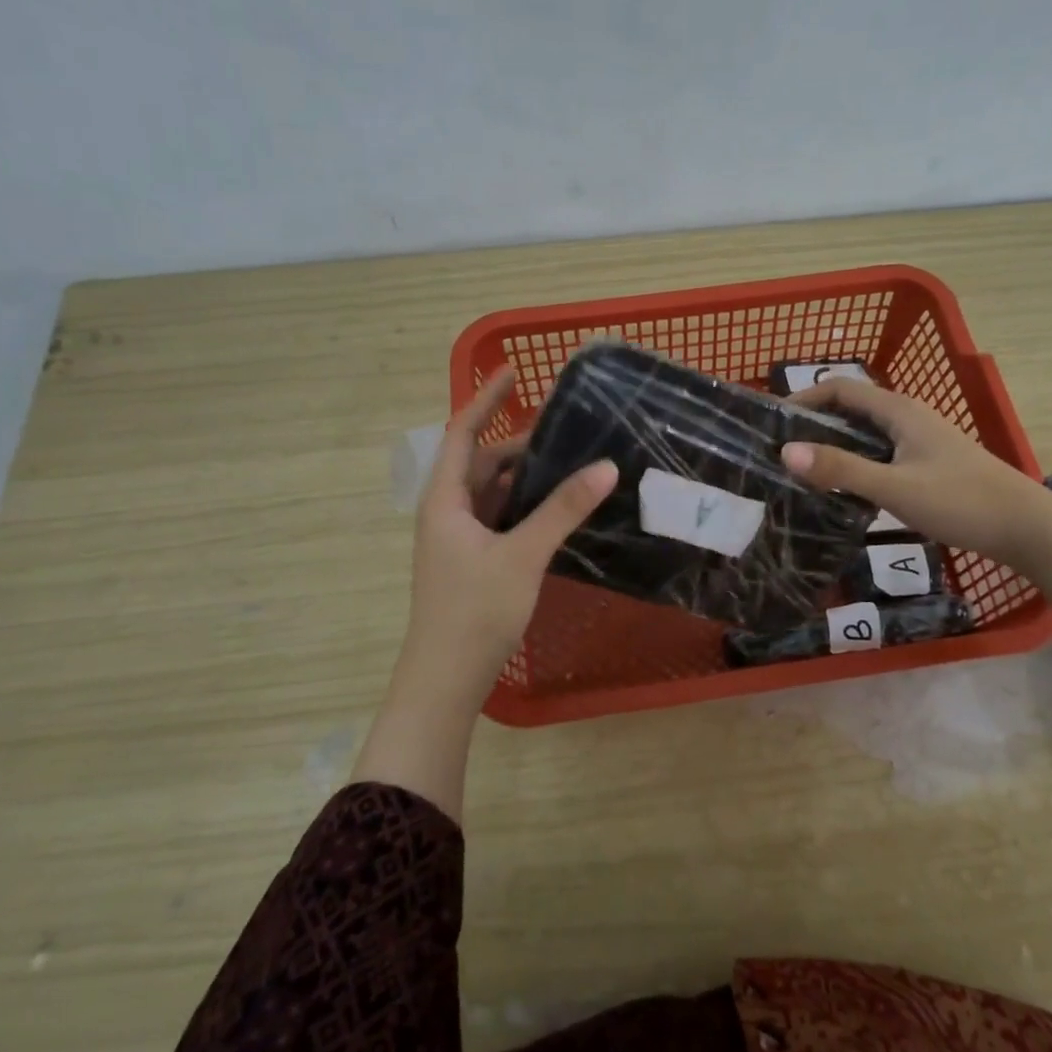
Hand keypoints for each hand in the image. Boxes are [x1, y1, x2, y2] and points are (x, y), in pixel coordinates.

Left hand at [396, 367, 617, 708]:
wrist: (445, 680)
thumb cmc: (475, 610)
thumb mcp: (523, 555)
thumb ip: (563, 509)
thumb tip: (606, 466)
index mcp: (445, 500)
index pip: (462, 434)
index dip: (485, 400)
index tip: (512, 372)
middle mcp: (447, 513)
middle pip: (481, 463)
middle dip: (518, 444)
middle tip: (564, 428)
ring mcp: (458, 540)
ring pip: (492, 494)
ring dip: (523, 477)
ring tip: (568, 462)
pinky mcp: (473, 563)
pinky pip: (500, 520)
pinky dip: (524, 508)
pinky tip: (557, 510)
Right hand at [780, 379, 1047, 566]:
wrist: (1026, 528)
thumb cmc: (961, 501)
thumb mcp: (895, 488)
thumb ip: (841, 470)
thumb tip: (785, 452)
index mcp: (899, 411)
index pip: (840, 388)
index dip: (804, 397)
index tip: (772, 422)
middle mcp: (908, 417)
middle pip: (850, 408)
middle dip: (813, 423)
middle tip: (779, 450)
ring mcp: (920, 441)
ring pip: (865, 433)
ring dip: (833, 445)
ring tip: (801, 470)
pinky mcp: (927, 463)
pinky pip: (879, 453)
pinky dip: (854, 462)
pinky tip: (843, 489)